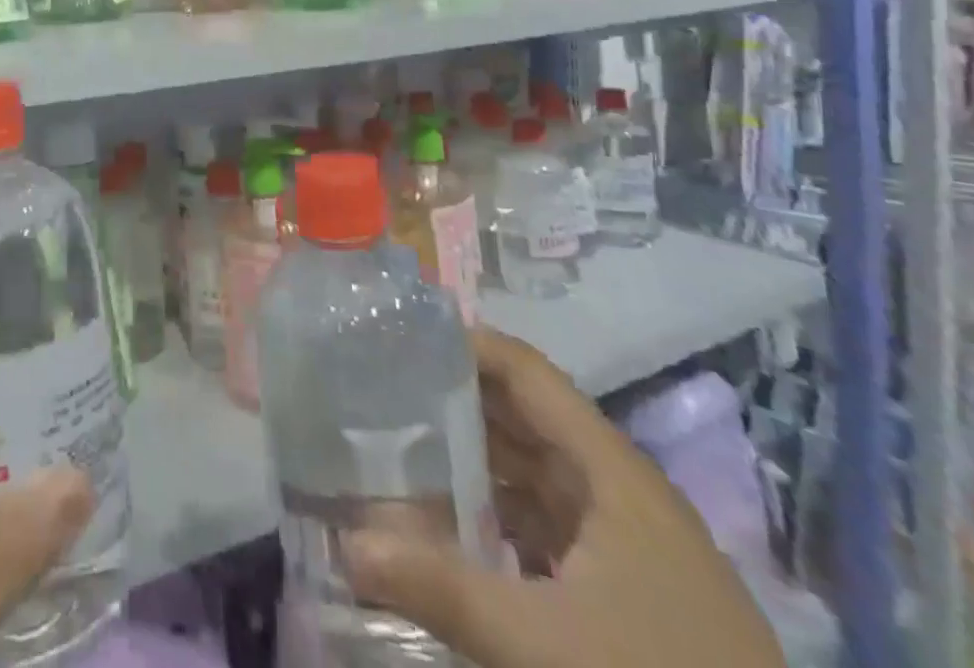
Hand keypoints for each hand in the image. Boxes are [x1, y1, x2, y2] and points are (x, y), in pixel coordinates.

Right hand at [341, 330, 785, 667]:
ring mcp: (630, 550)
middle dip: (454, 402)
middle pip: (526, 420)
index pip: (528, 374)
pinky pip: (547, 531)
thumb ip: (438, 587)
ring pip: (535, 478)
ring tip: (399, 449)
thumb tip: (343, 544)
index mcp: (613, 474)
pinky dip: (497, 520)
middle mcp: (621, 494)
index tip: (398, 336)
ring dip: (473, 464)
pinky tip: (452, 531)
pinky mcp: (630, 600)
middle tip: (379, 390)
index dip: (465, 345)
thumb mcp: (540, 646)